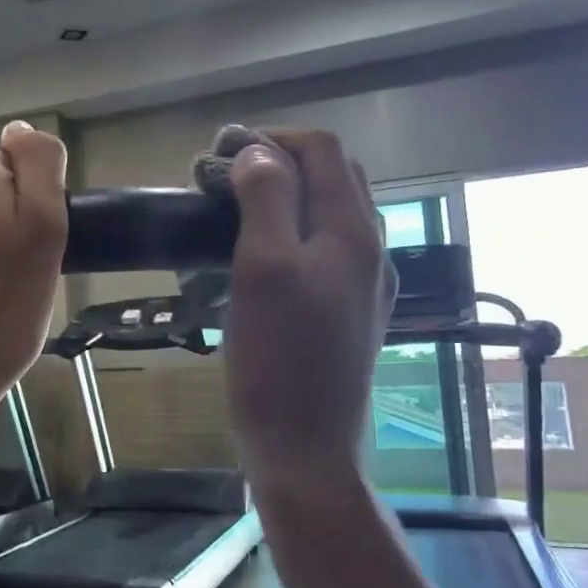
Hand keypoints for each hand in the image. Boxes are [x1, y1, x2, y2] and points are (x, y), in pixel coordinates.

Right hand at [223, 130, 394, 491]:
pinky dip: (291, 235)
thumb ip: (268, 200)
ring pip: (329, 216)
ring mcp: (363, 286)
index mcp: (352, 232)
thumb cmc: (277, 359)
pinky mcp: (347, 315)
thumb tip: (258, 152)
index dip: (272, 138)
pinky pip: (324, 253)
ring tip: (234, 213)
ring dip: (285, 199)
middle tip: (223, 181)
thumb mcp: (263, 268)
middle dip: (279, 163)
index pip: (322, 151)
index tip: (218, 153)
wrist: (304, 449)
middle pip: (333, 178)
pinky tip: (257, 260)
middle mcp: (369, 251)